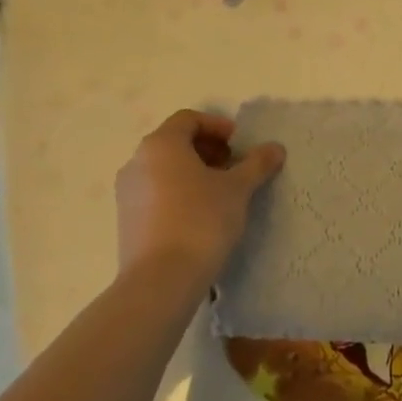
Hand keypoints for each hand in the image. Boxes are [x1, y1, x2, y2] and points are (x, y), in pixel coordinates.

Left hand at [114, 110, 284, 282]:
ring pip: (163, 169)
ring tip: (219, 192)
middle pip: (174, 142)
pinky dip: (177, 192)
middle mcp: (137, 162)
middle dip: (207, 149)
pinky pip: (154, 193)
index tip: (239, 143)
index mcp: (161, 144)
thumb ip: (257, 164)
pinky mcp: (126, 221)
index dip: (217, 125)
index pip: (189, 119)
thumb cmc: (201, 220)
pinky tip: (200, 215)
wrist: (161, 281)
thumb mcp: (238, 189)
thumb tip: (275, 148)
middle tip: (233, 166)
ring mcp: (127, 193)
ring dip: (193, 172)